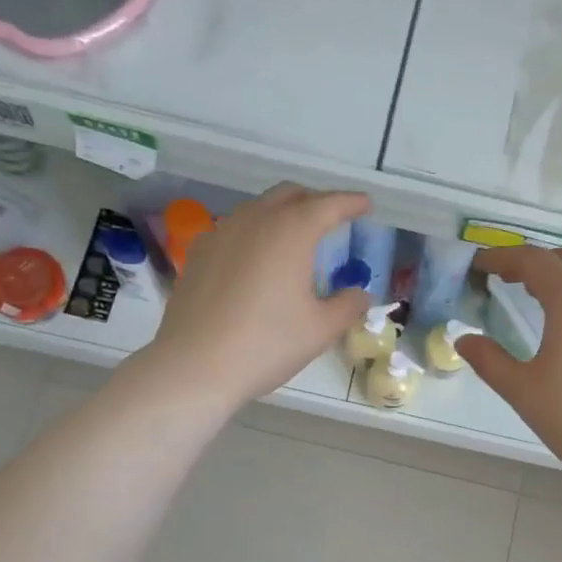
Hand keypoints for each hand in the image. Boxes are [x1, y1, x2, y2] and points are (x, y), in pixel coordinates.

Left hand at [142, 182, 370, 409]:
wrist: (195, 365)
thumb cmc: (266, 344)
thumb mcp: (320, 330)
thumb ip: (347, 306)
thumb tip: (360, 294)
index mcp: (291, 231)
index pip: (328, 205)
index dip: (350, 202)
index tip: (365, 204)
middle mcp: (255, 220)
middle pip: (290, 195)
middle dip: (315, 201)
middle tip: (333, 219)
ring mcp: (221, 233)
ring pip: (258, 209)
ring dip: (282, 215)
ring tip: (296, 239)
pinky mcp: (198, 253)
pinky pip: (234, 230)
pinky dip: (254, 234)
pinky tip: (256, 260)